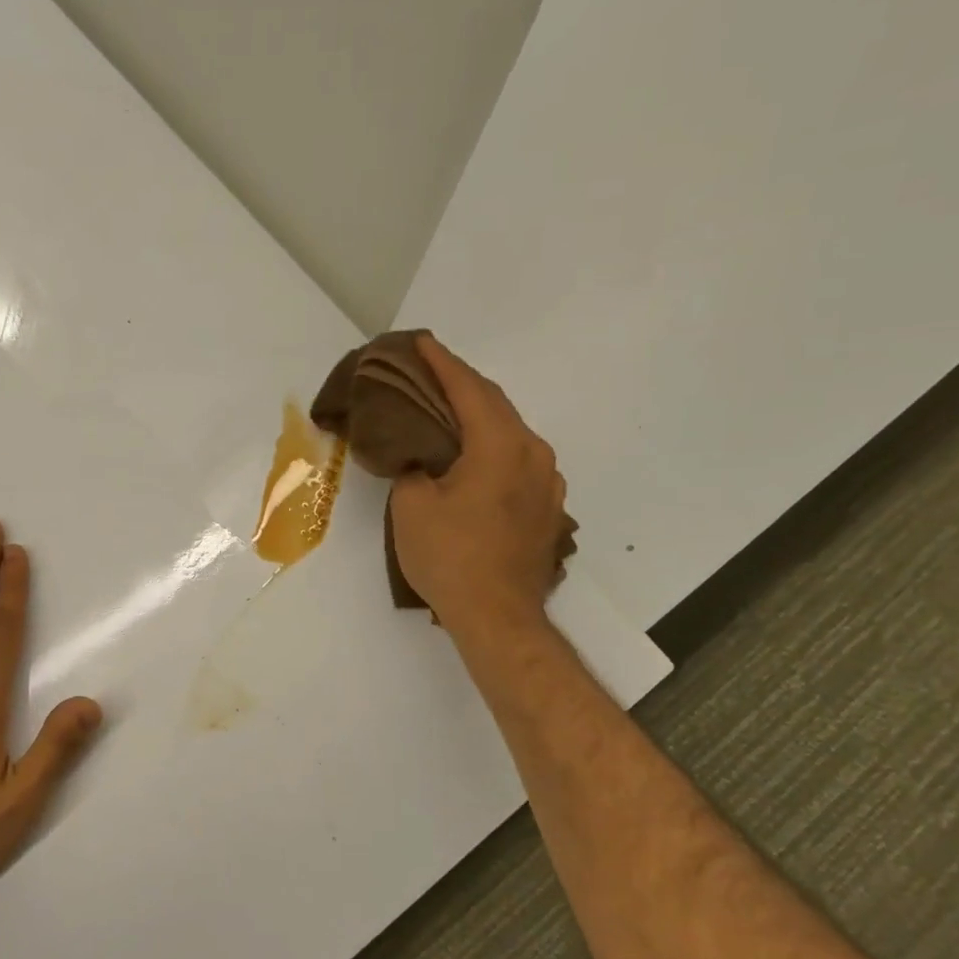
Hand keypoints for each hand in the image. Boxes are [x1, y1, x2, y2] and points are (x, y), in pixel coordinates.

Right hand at [389, 334, 570, 639]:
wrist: (498, 616)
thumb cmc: (450, 558)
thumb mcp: (411, 507)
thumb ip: (412, 468)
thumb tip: (420, 461)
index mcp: (500, 445)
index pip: (469, 389)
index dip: (441, 363)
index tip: (421, 342)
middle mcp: (533, 453)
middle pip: (495, 404)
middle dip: (461, 385)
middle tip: (429, 372)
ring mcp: (547, 482)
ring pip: (509, 433)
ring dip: (478, 418)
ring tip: (447, 413)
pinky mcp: (547, 507)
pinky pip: (517, 461)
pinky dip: (491, 448)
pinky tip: (472, 457)